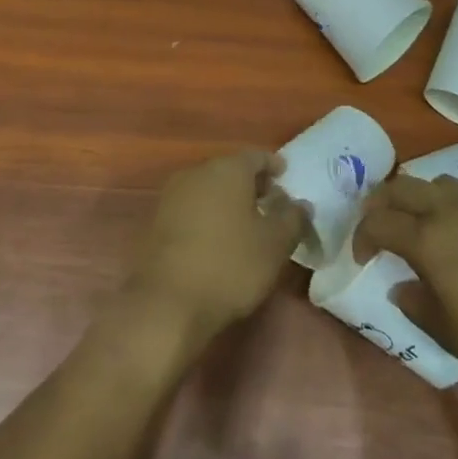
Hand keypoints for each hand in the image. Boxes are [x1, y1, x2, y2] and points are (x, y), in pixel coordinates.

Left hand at [125, 150, 306, 341]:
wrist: (167, 302)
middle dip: (250, 184)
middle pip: (229, 170)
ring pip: (208, 189)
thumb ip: (293, 219)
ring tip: (245, 223)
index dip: (273, 165)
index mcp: (227, 169)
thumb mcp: (275, 245)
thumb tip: (300, 204)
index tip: (285, 177)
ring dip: (227, 200)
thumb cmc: (230, 265)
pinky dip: (207, 215)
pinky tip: (217, 238)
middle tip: (269, 202)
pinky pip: (190, 208)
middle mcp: (197, 172)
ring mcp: (172, 195)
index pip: (256, 156)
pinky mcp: (156, 220)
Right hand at [356, 173, 457, 406]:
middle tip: (380, 227)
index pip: (380, 222)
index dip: (362, 236)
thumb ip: (415, 303)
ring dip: (421, 198)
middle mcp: (454, 211)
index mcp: (430, 239)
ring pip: (440, 183)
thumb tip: (401, 285)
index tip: (363, 257)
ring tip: (424, 225)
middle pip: (403, 187)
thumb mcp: (449, 333)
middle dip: (383, 203)